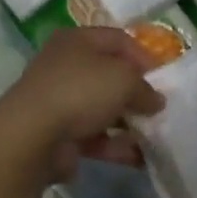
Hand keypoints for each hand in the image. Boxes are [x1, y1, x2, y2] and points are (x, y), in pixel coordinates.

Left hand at [0, 28, 165, 181]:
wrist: (32, 136)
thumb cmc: (81, 91)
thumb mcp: (125, 79)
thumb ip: (145, 88)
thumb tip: (155, 101)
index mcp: (77, 40)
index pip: (118, 40)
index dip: (144, 56)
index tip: (164, 78)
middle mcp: (65, 66)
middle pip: (109, 75)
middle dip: (136, 93)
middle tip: (159, 108)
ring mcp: (59, 101)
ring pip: (102, 108)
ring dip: (128, 123)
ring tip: (154, 136)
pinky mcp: (58, 133)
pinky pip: (94, 137)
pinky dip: (115, 145)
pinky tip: (139, 158)